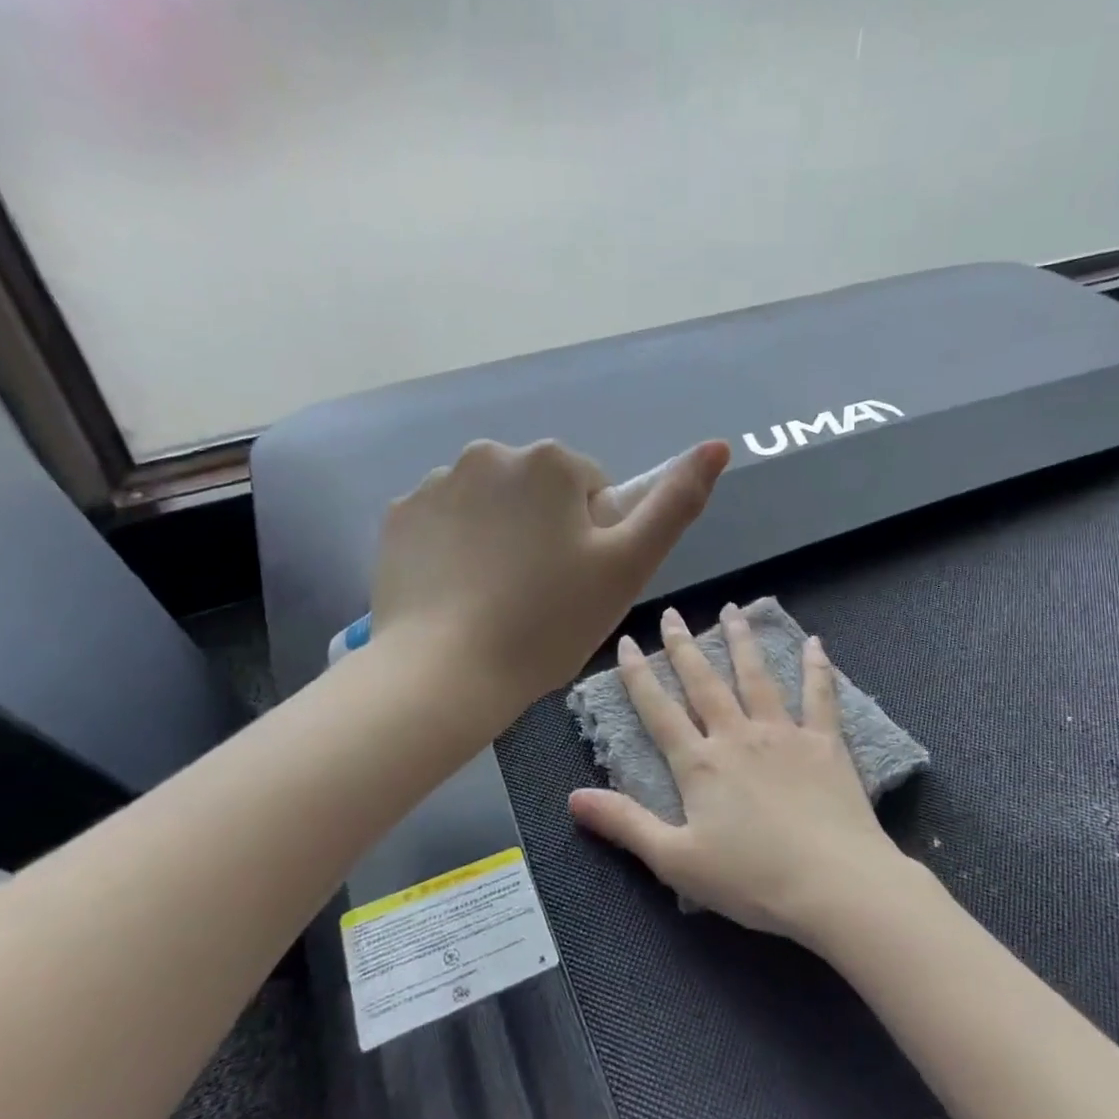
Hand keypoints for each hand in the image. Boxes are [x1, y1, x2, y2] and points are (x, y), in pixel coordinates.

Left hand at [370, 439, 728, 711]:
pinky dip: (456, 546)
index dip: (593, 539)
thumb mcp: (629, 566)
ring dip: (501, 536)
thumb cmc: (548, 622)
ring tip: (496, 598)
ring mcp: (436, 482)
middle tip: (540, 594)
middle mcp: (489, 453)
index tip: (577, 583)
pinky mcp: (399, 514)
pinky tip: (457, 591)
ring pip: (492, 505)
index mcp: (550, 460)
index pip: (590, 492)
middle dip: (546, 530)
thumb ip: (676, 502)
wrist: (444, 674)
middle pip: (538, 492)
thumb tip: (719, 445)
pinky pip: (446, 521)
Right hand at [569, 604, 910, 942]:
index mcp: (700, 764)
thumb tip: (572, 797)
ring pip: (757, 677)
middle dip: (684, 646)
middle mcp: (738, 736)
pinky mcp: (825, 743)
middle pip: (705, 682)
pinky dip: (816, 668)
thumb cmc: (752, 879)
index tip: (628, 642)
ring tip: (732, 610)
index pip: (659, 710)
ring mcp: (784, 734)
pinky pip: (820, 696)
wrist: (835, 885)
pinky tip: (815, 642)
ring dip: (742, 641)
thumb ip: (625, 824)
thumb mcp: (676, 860)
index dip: (639, 675)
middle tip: (672, 613)